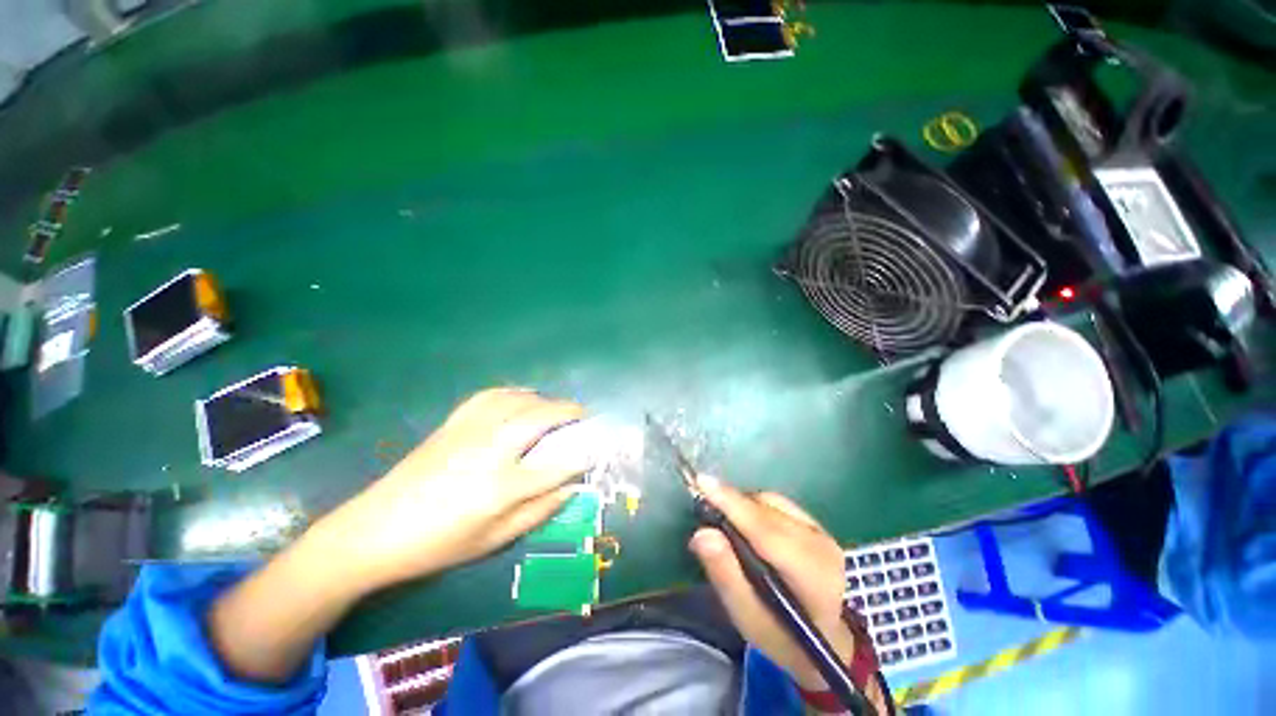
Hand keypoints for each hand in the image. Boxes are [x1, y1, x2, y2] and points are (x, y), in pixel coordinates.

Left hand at [313, 388, 587, 592]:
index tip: (595, 452)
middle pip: (542, 417)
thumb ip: (538, 511)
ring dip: (545, 400)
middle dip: (570, 412)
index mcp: (501, 487)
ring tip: (556, 410)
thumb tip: (571, 487)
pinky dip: (515, 393)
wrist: (375, 530)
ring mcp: (471, 431)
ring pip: (519, 400)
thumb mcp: (494, 540)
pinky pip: (493, 395)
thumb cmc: (438, 543)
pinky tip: (522, 400)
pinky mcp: (454, 422)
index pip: (558, 465)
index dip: (582, 456)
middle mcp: (491, 450)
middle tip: (584, 417)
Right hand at [688, 477, 854, 689]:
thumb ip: (726, 575)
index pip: (766, 531)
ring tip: (725, 522)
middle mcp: (820, 546)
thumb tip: (702, 534)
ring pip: (771, 503)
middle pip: (766, 512)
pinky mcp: (818, 525)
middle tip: (703, 510)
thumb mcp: (749, 619)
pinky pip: (778, 503)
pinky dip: (756, 506)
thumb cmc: (783, 637)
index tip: (703, 482)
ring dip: (743, 505)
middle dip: (732, 503)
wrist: (829, 640)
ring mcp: (822, 532)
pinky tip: (746, 522)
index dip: (732, 505)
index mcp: (811, 577)